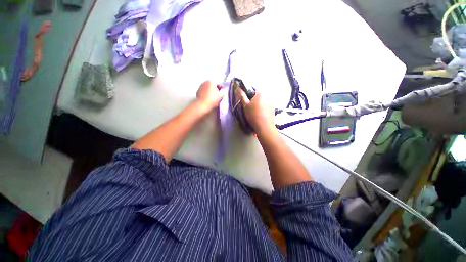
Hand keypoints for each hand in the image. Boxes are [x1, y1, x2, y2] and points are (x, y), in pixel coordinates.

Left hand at [196, 80, 226, 111]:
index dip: (221, 90)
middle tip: (218, 97)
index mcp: (211, 81)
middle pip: (213, 86)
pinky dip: (207, 95)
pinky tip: (209, 101)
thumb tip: (225, 89)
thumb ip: (224, 91)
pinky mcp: (198, 92)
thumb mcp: (221, 95)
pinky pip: (204, 93)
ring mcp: (200, 87)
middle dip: (216, 91)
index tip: (221, 94)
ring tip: (213, 100)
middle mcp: (205, 82)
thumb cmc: (212, 100)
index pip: (218, 84)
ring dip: (211, 93)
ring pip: (208, 90)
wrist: (202, 106)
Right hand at [236, 88, 274, 133]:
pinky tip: (260, 115)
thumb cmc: (254, 115)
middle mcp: (267, 96)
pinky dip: (263, 109)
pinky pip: (266, 107)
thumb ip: (242, 96)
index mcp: (260, 93)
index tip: (245, 102)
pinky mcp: (273, 109)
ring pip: (262, 102)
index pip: (252, 90)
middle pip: (258, 96)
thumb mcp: (245, 105)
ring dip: (259, 105)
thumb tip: (238, 88)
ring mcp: (271, 103)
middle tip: (249, 108)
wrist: (264, 127)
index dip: (247, 96)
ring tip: (255, 113)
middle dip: (253, 101)